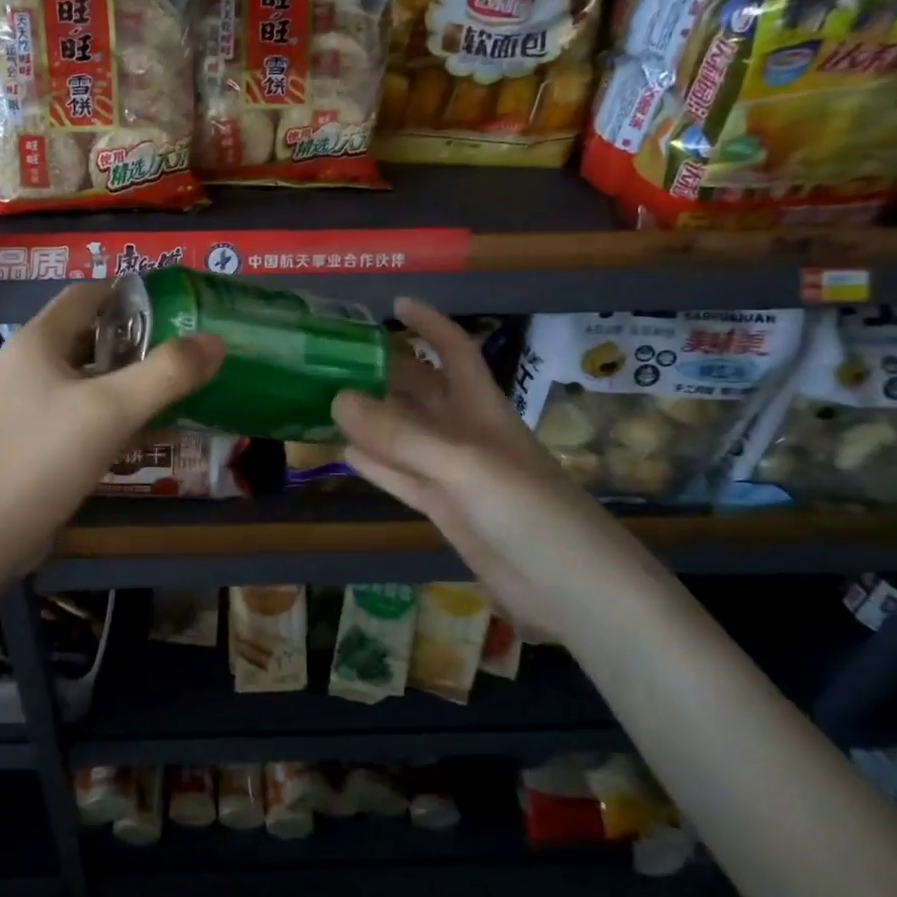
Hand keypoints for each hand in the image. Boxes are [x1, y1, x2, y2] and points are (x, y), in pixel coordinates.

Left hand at [0, 282, 222, 573]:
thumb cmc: (43, 459)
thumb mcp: (112, 410)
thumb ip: (167, 373)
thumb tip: (214, 341)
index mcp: (37, 342)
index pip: (86, 295)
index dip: (130, 296)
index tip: (175, 309)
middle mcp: (24, 365)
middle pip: (86, 337)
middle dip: (134, 343)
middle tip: (181, 357)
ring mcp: (20, 406)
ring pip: (81, 380)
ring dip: (122, 383)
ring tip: (167, 395)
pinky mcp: (24, 442)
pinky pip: (73, 415)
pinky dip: (105, 417)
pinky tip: (135, 438)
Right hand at [332, 299, 654, 636]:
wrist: (574, 592)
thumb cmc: (531, 514)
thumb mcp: (465, 466)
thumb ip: (402, 436)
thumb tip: (337, 399)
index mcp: (482, 409)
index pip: (454, 351)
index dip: (429, 324)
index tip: (394, 304)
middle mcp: (465, 434)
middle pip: (420, 391)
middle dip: (384, 370)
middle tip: (332, 358)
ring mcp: (453, 475)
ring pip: (403, 435)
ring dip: (369, 418)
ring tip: (322, 399)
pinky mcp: (444, 511)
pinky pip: (400, 477)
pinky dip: (373, 464)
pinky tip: (343, 452)